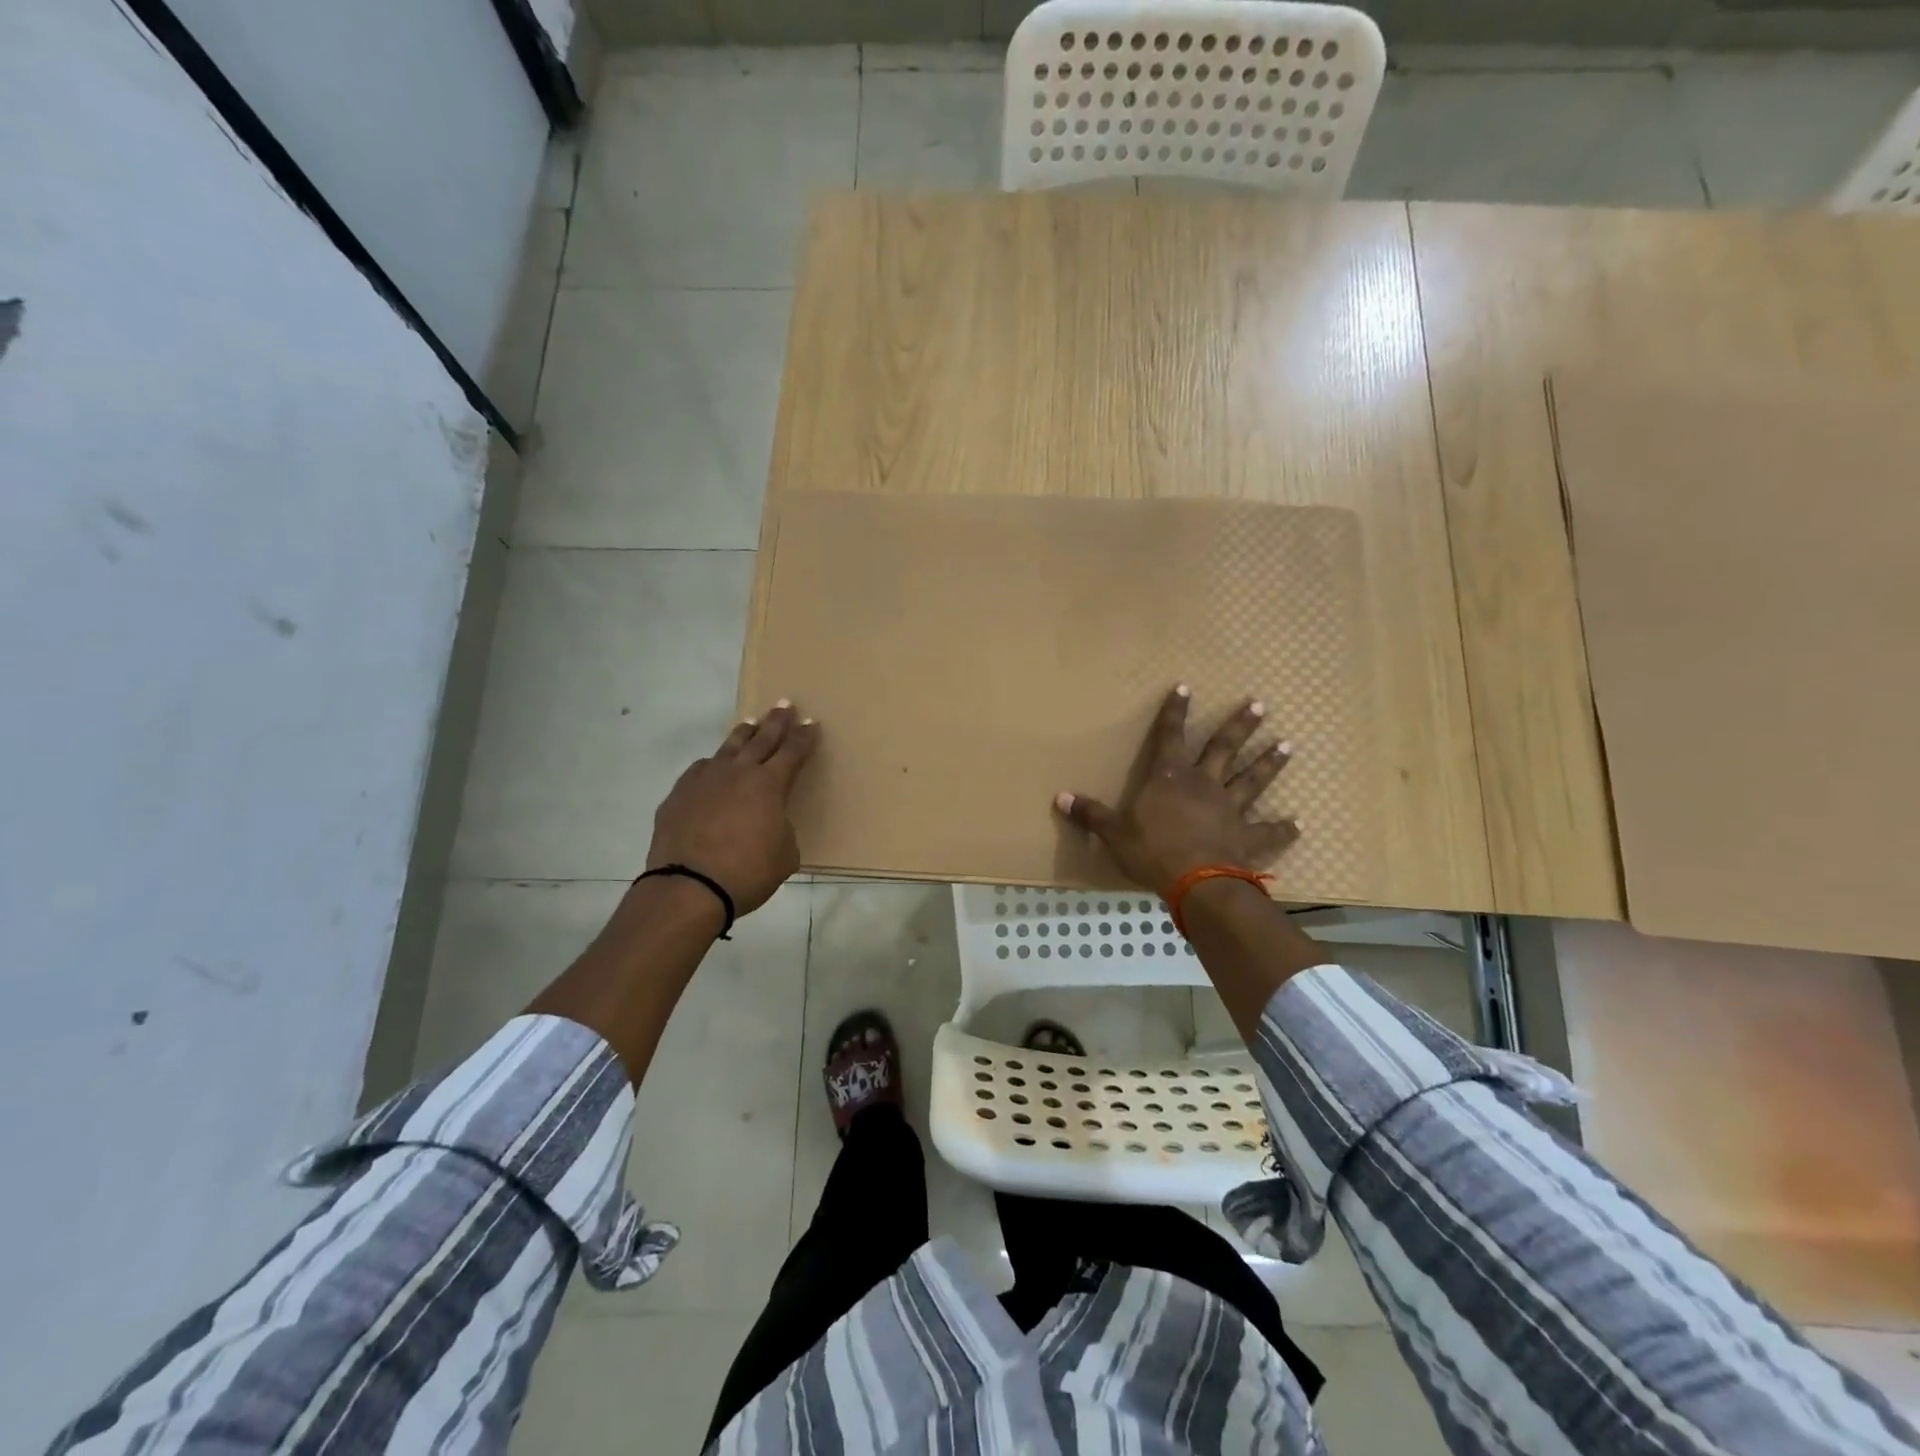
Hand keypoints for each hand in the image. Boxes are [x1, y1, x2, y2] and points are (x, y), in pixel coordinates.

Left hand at [647, 702, 819, 915]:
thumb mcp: (784, 855)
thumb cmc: (748, 872)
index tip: (811, 722)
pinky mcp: (679, 794)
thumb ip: (782, 830)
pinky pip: (700, 770)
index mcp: (770, 785)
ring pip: (729, 748)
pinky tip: (712, 766)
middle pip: (762, 738)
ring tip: (750, 723)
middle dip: (776, 721)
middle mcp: (738, 773)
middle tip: (784, 704)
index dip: (804, 737)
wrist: (690, 887)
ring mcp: (705, 780)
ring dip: (743, 734)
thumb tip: (771, 824)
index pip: (793, 752)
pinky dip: (712, 765)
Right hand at [1054, 685, 1297, 898]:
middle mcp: (1204, 785)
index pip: (1170, 736)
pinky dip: (1283, 829)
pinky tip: (1298, 824)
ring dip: (1269, 763)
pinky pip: (1268, 832)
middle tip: (1259, 705)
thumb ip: (1091, 814)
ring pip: (1253, 780)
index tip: (1184, 688)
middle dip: (1240, 726)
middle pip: (1224, 748)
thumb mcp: (1113, 833)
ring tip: (1288, 745)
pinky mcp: (1248, 838)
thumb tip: (1059, 797)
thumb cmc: (1152, 852)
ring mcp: (1231, 810)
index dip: (1175, 712)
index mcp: (1170, 779)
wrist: (1197, 883)